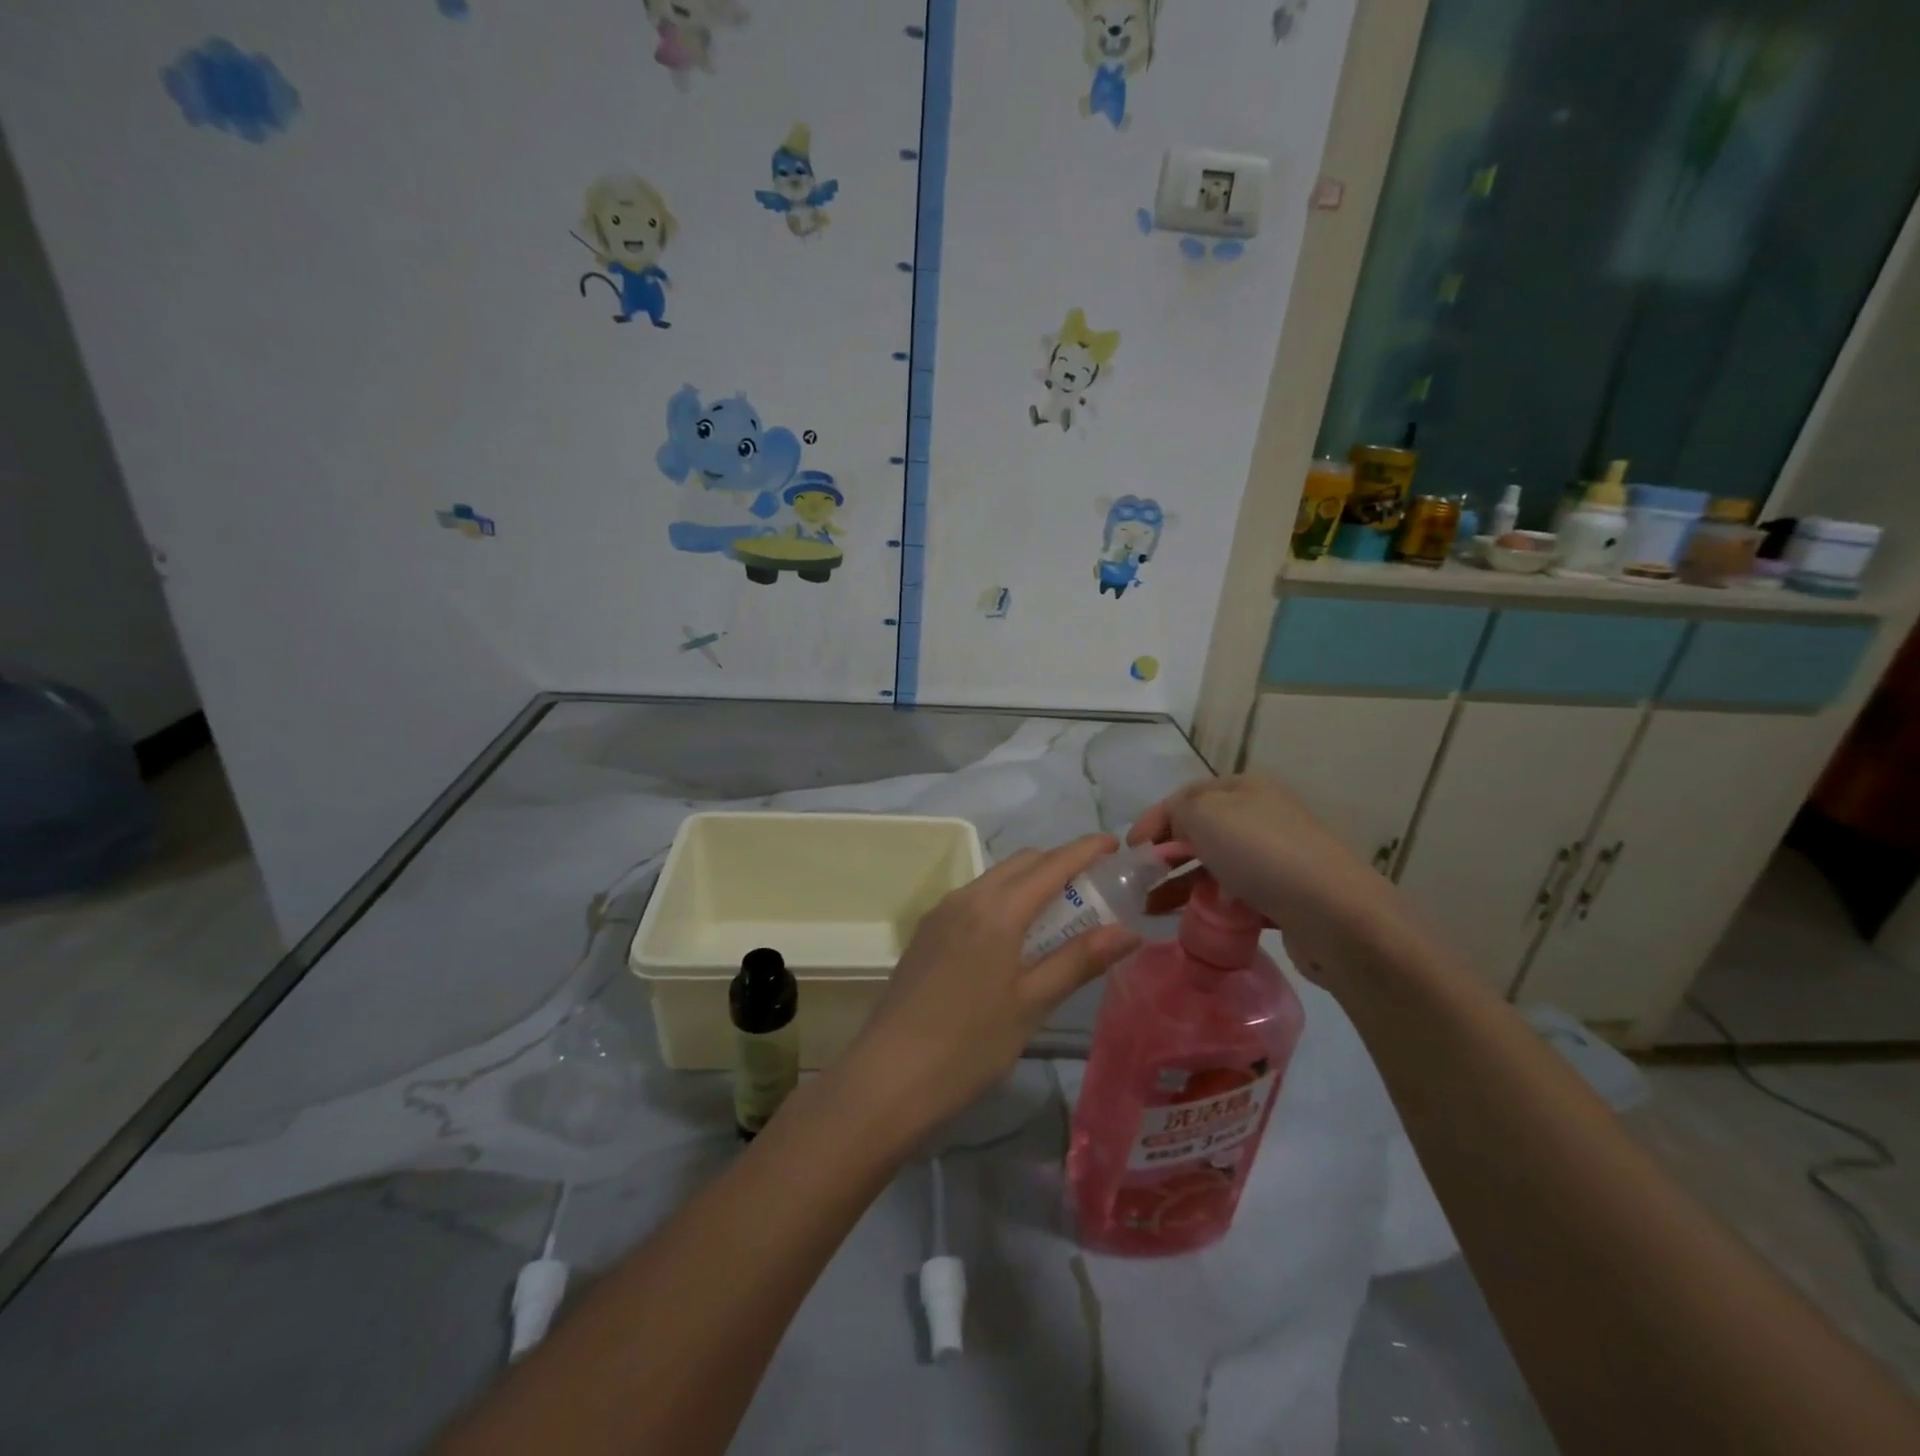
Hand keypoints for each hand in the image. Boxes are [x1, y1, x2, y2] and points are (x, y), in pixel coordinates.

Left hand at [837, 834, 1139, 1138]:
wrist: (888, 1076)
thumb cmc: (969, 1044)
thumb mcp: (1032, 1004)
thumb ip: (1079, 960)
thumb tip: (1128, 930)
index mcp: (997, 910)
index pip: (1051, 864)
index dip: (1085, 850)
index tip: (1114, 844)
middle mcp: (967, 898)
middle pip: (1022, 863)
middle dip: (1059, 865)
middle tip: (1093, 890)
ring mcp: (941, 913)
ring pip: (995, 879)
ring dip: (1030, 883)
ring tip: (1060, 915)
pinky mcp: (926, 932)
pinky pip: (974, 898)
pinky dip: (1003, 901)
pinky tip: (1014, 937)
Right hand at [1129, 773, 1407, 984]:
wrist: (1333, 914)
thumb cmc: (1261, 852)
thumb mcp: (1204, 814)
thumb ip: (1177, 811)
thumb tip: (1175, 827)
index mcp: (1244, 787)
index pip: (1185, 796)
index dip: (1153, 819)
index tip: (1129, 850)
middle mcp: (1261, 816)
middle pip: (1199, 832)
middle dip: (1165, 855)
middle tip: (1139, 881)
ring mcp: (1275, 857)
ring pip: (1215, 866)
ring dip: (1180, 884)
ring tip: (1152, 908)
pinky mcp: (1283, 896)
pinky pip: (1234, 896)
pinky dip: (1209, 905)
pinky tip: (1190, 921)